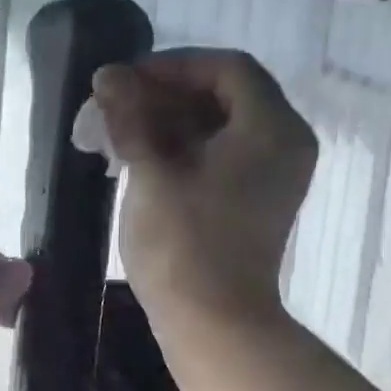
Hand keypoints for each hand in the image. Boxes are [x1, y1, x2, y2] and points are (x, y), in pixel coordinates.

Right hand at [92, 48, 317, 321]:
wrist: (212, 324)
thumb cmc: (183, 245)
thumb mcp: (151, 173)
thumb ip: (130, 116)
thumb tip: (107, 76)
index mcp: (271, 128)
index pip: (224, 69)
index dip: (170, 66)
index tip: (123, 82)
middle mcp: (282, 144)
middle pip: (221, 97)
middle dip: (160, 97)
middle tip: (109, 110)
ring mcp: (269, 177)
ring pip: (215, 129)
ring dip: (163, 125)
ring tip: (112, 137)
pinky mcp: (251, 203)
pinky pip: (217, 158)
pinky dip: (178, 151)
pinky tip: (135, 162)